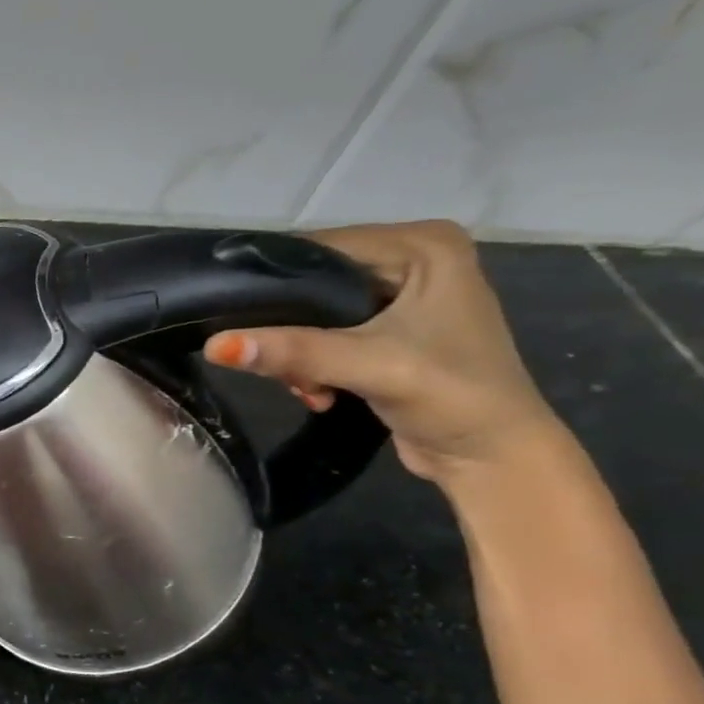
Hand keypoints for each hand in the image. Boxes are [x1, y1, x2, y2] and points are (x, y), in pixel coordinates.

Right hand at [204, 221, 563, 485]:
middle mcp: (411, 259)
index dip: (273, 284)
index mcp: (423, 246)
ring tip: (307, 388)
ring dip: (296, 355)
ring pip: (312, 313)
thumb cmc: (451, 398)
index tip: (231, 318)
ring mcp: (399, 295)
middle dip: (286, 330)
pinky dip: (311, 364)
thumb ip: (292, 352)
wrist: (491, 457)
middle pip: (313, 283)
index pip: (321, 249)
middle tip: (280, 369)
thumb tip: (213, 346)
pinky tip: (319, 392)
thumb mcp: (368, 367)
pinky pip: (323, 334)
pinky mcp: (387, 329)